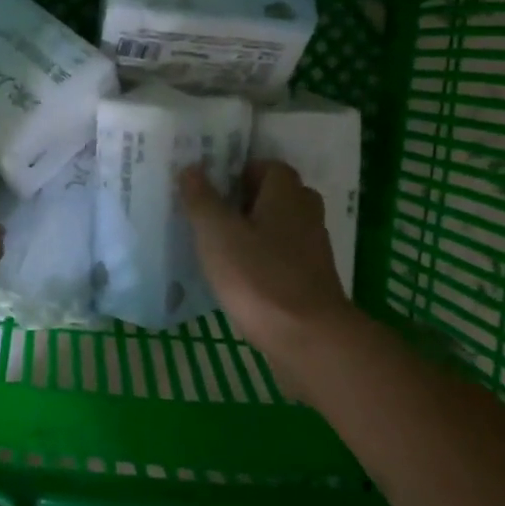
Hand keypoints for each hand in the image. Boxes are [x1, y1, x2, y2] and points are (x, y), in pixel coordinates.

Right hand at [179, 160, 357, 382]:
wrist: (307, 339)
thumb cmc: (259, 276)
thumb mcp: (218, 234)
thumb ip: (202, 199)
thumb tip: (191, 168)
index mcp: (287, 195)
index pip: (268, 166)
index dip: (241, 171)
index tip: (212, 185)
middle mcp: (306, 215)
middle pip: (277, 197)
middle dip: (246, 201)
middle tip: (212, 213)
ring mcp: (313, 251)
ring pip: (281, 229)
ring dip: (255, 233)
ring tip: (219, 246)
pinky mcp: (310, 282)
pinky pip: (284, 259)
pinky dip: (264, 261)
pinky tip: (238, 278)